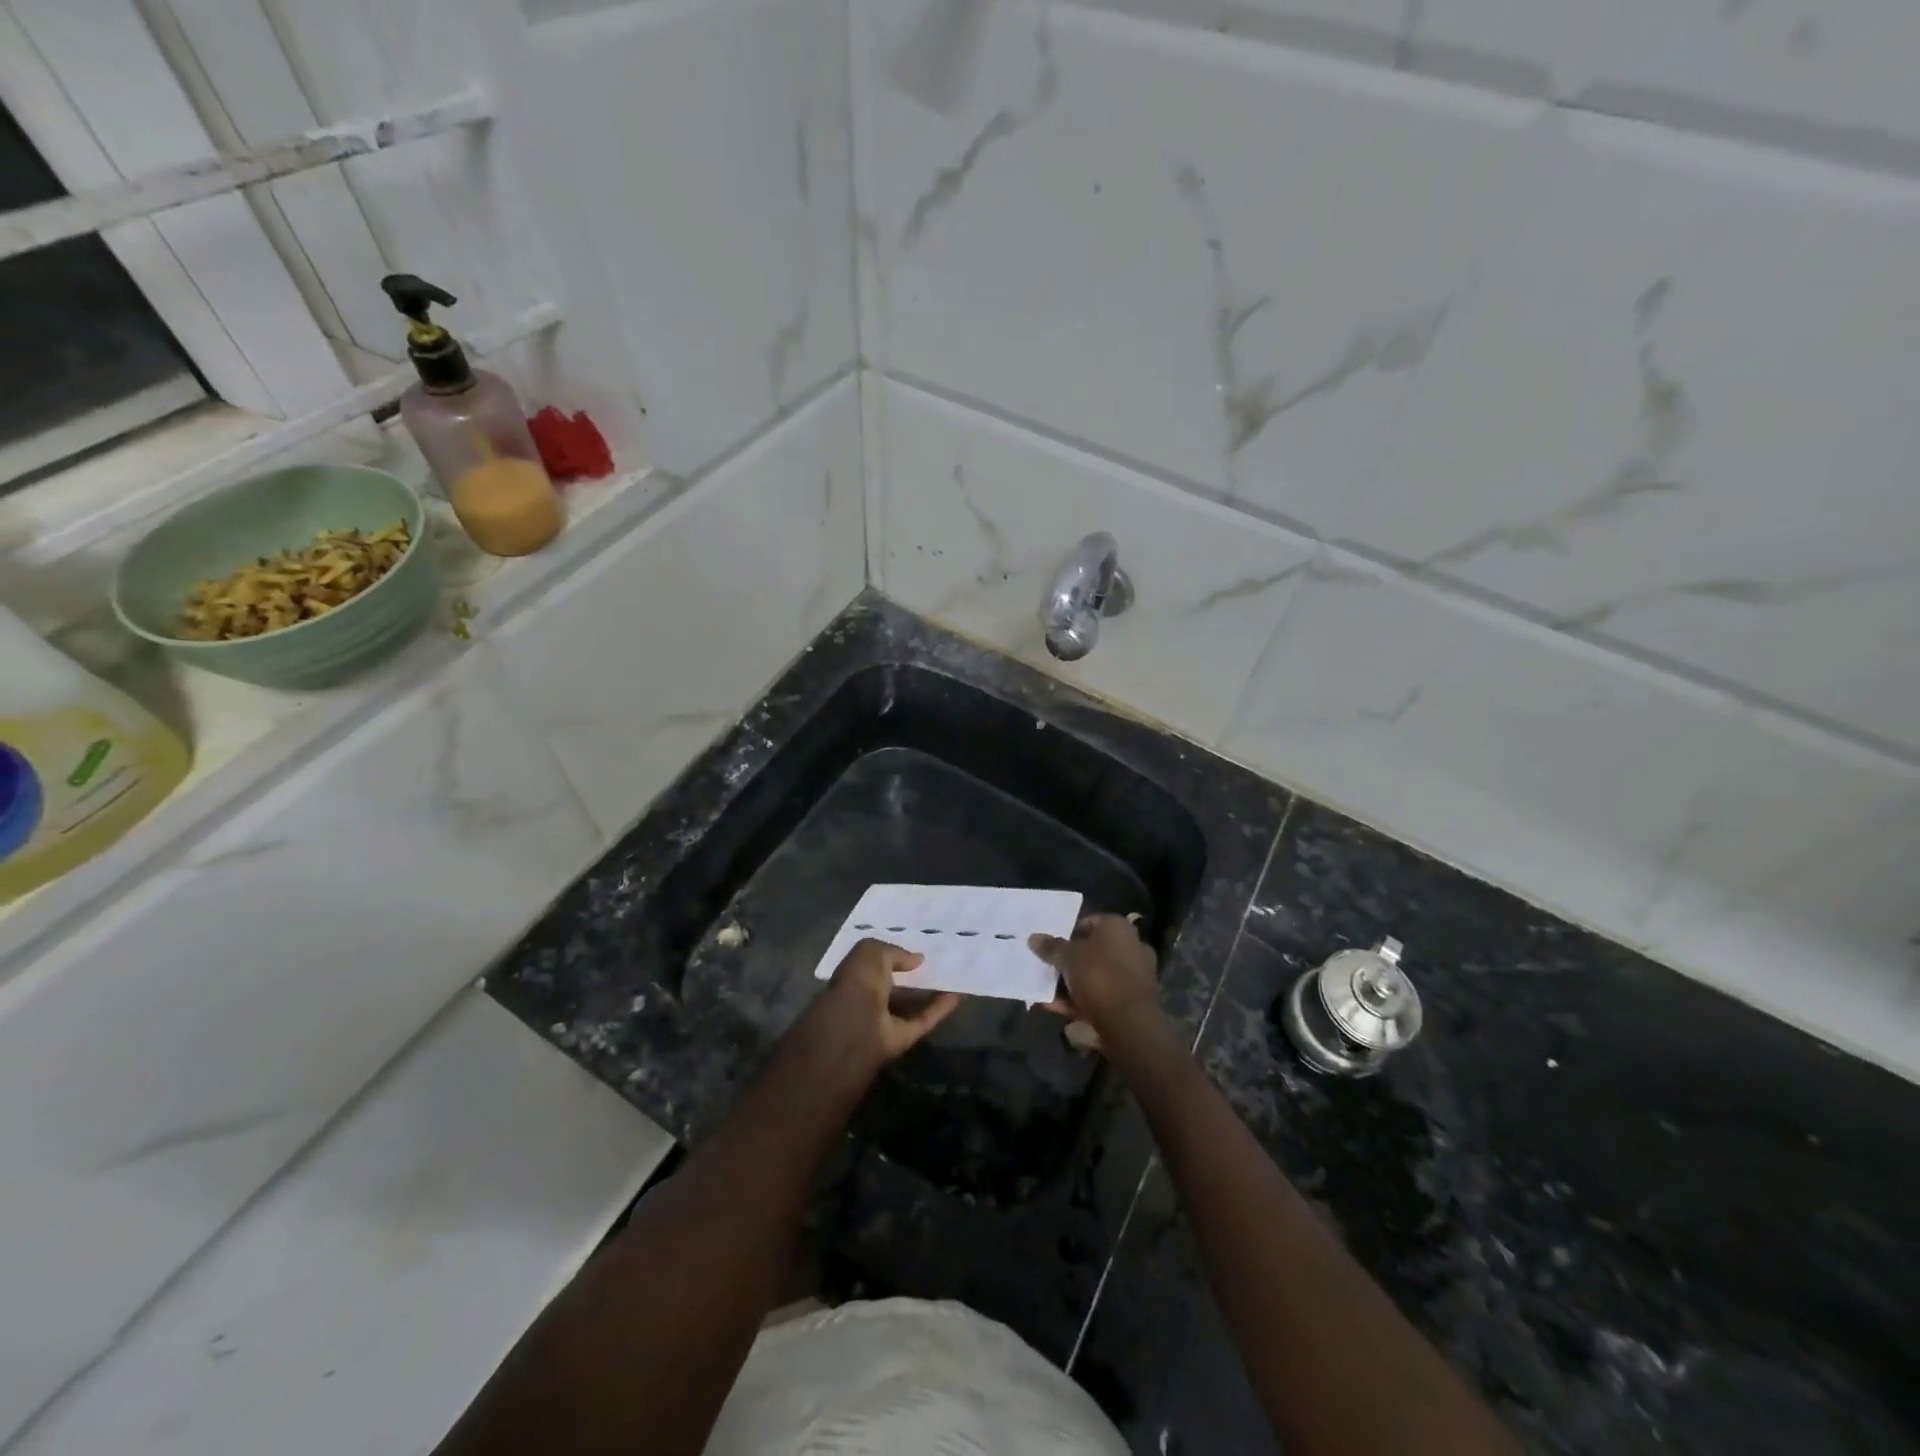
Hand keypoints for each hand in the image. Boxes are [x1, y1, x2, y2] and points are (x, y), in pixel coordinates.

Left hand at [803, 938, 961, 1074]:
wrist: (855, 1028)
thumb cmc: (858, 982)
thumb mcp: (871, 951)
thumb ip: (895, 952)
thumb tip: (917, 960)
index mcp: (854, 976)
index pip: (875, 963)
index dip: (893, 955)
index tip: (916, 945)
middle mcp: (868, 997)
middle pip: (895, 984)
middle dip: (913, 974)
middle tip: (939, 960)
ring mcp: (885, 1020)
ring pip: (911, 1003)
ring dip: (931, 991)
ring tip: (954, 975)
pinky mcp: (902, 1037)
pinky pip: (924, 1019)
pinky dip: (940, 1008)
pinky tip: (959, 994)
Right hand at [1030, 913, 1160, 1036]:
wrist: (1129, 1022)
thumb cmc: (1098, 976)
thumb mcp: (1067, 958)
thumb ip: (1050, 947)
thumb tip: (1034, 938)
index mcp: (1118, 926)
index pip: (1088, 922)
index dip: (1067, 934)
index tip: (1050, 947)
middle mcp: (1131, 945)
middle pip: (1092, 951)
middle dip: (1070, 961)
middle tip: (1048, 969)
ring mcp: (1135, 974)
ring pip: (1096, 975)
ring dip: (1073, 983)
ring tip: (1047, 992)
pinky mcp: (1133, 1000)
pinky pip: (1102, 994)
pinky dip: (1082, 1000)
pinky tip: (1057, 1007)